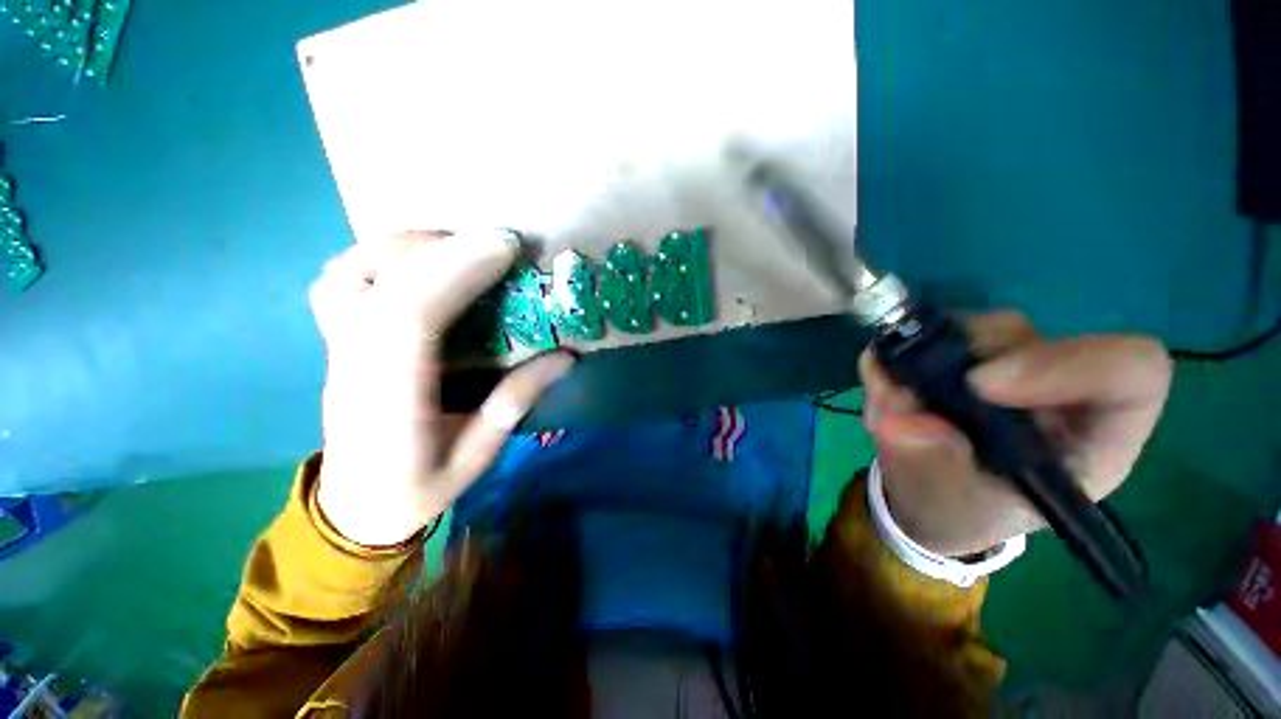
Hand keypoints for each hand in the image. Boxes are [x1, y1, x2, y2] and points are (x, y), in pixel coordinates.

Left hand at [310, 230, 574, 546]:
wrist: (354, 508)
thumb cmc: (418, 490)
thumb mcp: (478, 456)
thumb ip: (517, 402)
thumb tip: (566, 356)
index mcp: (391, 402)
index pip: (413, 316)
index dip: (457, 272)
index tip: (504, 248)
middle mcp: (354, 366)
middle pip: (385, 284)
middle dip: (447, 250)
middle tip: (500, 240)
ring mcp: (337, 349)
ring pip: (352, 272)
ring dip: (409, 246)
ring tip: (460, 245)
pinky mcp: (337, 341)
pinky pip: (341, 279)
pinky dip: (380, 256)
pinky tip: (418, 260)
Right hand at [860, 311, 1171, 557]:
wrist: (928, 496)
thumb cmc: (961, 512)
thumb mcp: (952, 508)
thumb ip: (934, 468)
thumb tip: (902, 422)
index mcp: (1089, 436)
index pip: (1129, 371)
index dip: (1066, 364)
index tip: (980, 386)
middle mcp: (1053, 385)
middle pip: (1023, 337)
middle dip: (949, 366)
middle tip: (899, 404)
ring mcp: (1003, 361)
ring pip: (966, 329)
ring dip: (910, 367)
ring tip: (884, 415)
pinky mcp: (956, 352)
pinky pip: (920, 335)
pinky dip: (892, 363)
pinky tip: (882, 399)